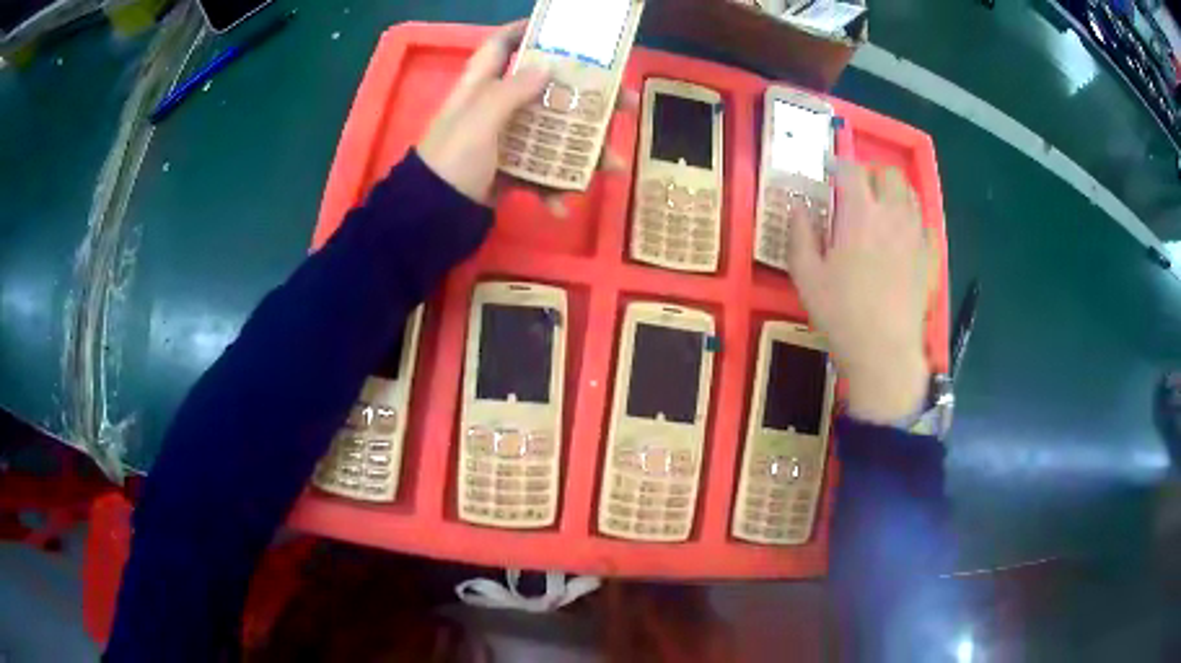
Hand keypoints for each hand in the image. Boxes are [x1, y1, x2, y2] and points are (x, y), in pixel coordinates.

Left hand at [418, 21, 634, 214]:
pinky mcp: (509, 171)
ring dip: (584, 151)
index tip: (562, 30)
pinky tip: (561, 206)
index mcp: (481, 85)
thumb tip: (546, 66)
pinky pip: (540, 173)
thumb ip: (511, 91)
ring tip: (613, 167)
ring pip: (554, 134)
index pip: (501, 45)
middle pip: (548, 90)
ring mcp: (505, 140)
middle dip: (587, 96)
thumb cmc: (453, 159)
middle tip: (625, 103)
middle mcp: (496, 107)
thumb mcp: (479, 120)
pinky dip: (552, 189)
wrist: (432, 217)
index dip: (526, 31)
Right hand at [788, 161, 937, 423]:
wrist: (884, 351)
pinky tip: (902, 233)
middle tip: (858, 187)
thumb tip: (797, 206)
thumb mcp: (806, 276)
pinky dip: (912, 217)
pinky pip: (925, 222)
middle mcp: (892, 215)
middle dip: (872, 172)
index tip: (828, 167)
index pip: (852, 170)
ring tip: (881, 205)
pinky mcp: (930, 256)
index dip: (838, 163)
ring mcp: (916, 235)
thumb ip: (800, 234)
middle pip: (889, 173)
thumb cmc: (841, 313)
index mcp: (860, 214)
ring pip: (911, 194)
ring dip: (894, 191)